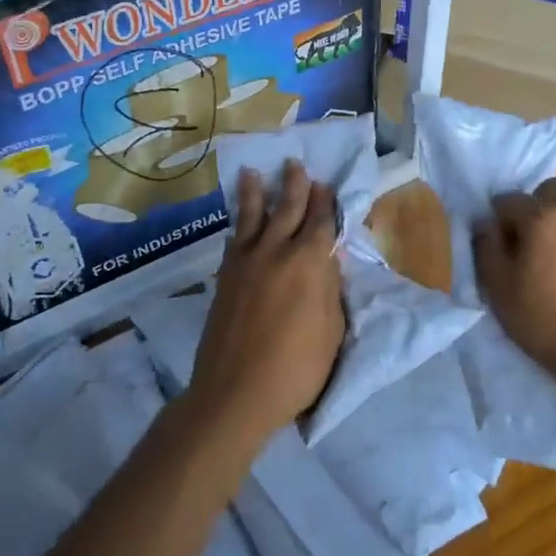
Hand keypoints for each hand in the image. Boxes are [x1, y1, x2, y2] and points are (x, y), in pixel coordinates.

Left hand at [191, 162, 344, 439]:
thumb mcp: (331, 331)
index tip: (326, 184)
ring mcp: (245, 262)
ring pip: (252, 216)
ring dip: (256, 192)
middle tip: (295, 164)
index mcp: (309, 263)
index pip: (321, 222)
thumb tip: (327, 261)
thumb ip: (330, 290)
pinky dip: (238, 224)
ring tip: (254, 172)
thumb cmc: (295, 369)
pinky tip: (238, 220)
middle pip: (287, 209)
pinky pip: (233, 239)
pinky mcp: (224, 277)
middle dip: (294, 185)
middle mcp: (276, 252)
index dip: (326, 202)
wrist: (235, 392)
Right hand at [473, 179, 555, 380]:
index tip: (499, 248)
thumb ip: (486, 245)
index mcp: (543, 217)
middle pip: (547, 193)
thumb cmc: (541, 319)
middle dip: (532, 210)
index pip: (508, 200)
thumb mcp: (497, 285)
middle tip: (527, 246)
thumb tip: (486, 223)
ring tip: (554, 260)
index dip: (498, 222)